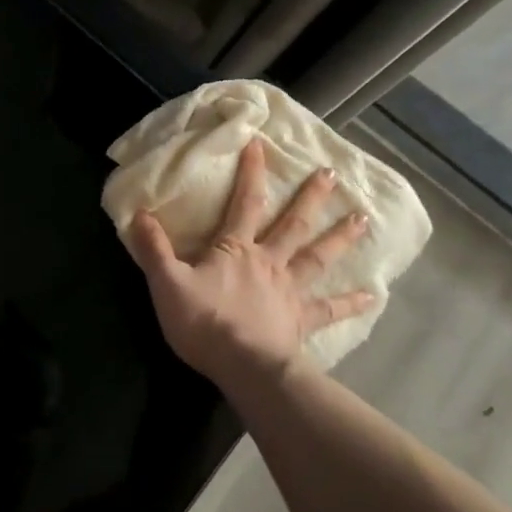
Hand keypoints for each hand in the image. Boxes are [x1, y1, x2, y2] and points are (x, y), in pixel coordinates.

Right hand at [126, 139, 372, 391]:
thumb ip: (154, 248)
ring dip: (340, 237)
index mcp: (236, 249)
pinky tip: (373, 295)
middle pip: (293, 224)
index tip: (260, 144)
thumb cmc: (204, 322)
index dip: (252, 173)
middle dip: (311, 197)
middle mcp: (269, 262)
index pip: (245, 202)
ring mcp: (289, 291)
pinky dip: (351, 302)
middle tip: (331, 173)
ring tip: (363, 219)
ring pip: (317, 257)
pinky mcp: (301, 321)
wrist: (243, 367)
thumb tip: (138, 213)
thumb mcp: (167, 282)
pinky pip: (329, 309)